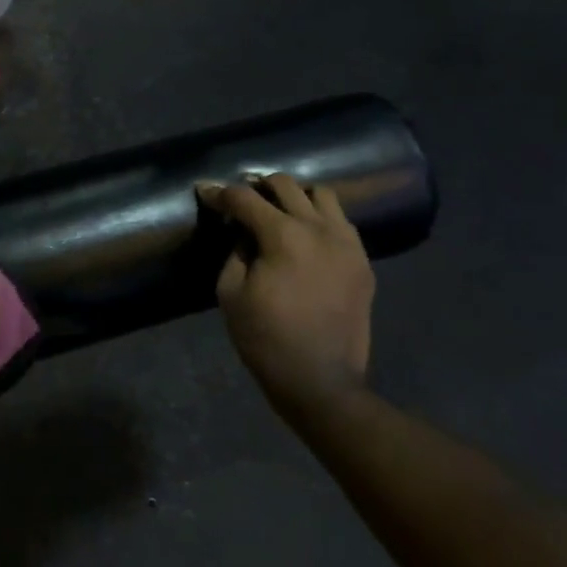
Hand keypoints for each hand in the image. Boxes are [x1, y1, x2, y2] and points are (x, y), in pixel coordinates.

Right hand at [198, 175, 375, 413]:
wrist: (321, 382)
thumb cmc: (266, 339)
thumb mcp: (231, 293)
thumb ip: (235, 252)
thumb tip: (244, 233)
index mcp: (284, 236)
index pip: (245, 198)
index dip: (219, 193)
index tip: (204, 192)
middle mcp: (319, 229)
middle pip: (285, 184)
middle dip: (257, 187)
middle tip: (241, 202)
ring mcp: (347, 244)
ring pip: (321, 194)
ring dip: (295, 197)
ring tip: (279, 213)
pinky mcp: (362, 262)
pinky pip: (342, 223)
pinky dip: (320, 219)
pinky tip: (307, 238)